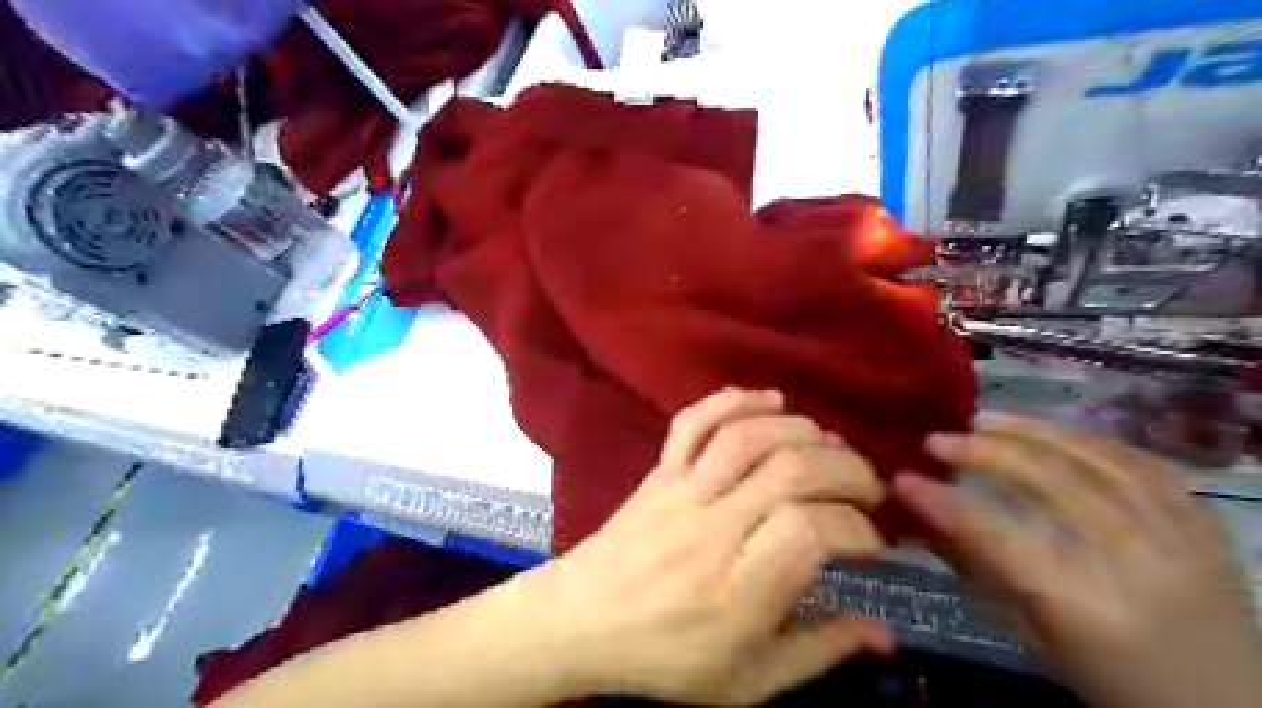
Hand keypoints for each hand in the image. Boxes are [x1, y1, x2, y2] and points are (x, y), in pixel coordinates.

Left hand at [517, 389, 889, 704]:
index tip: (871, 541)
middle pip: (790, 471)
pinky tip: (770, 400)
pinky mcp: (659, 470)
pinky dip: (733, 399)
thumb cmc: (665, 658)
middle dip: (846, 468)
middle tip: (867, 487)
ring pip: (747, 437)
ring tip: (829, 445)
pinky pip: (693, 421)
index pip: (810, 530)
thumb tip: (886, 633)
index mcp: (736, 591)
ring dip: (801, 430)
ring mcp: (680, 491)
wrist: (580, 621)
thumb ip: (819, 652)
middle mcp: (711, 529)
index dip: (856, 527)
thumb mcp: (748, 681)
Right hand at [895, 411, 1260, 707]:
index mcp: (1088, 609)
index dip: (944, 502)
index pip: (1000, 537)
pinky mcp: (1202, 523)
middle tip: (935, 441)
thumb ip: (978, 570)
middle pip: (1051, 482)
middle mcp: (1139, 563)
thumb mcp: (1034, 639)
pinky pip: (1139, 461)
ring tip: (982, 419)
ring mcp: (1181, 536)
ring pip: (1095, 459)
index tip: (902, 479)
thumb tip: (920, 519)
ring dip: (1029, 431)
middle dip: (982, 453)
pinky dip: (1085, 439)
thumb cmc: (1114, 683)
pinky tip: (1048, 430)